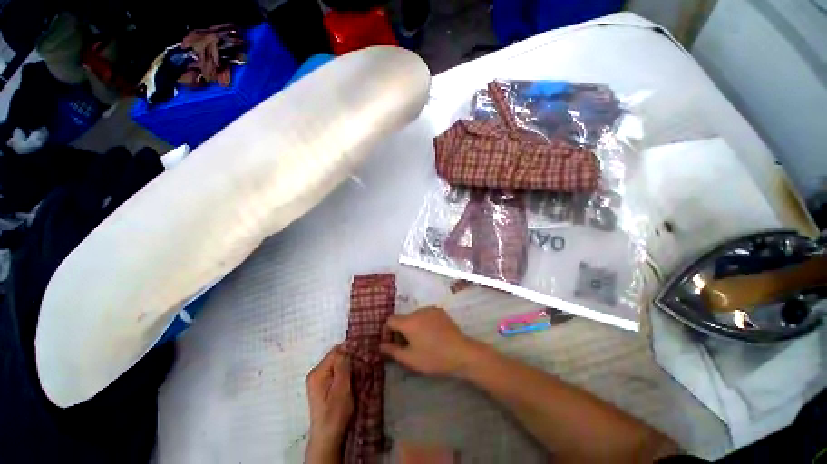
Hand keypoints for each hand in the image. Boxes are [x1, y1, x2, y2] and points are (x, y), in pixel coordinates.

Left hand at [306, 345, 352, 462]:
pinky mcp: (323, 385)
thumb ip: (343, 365)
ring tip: (359, 372)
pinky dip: (345, 372)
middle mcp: (316, 372)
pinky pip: (335, 371)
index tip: (363, 355)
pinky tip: (351, 379)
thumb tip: (347, 345)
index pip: (336, 351)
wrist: (327, 437)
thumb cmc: (335, 413)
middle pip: (336, 356)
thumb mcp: (341, 388)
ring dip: (348, 366)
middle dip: (350, 358)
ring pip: (337, 363)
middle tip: (363, 365)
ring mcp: (318, 379)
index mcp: (318, 372)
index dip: (350, 351)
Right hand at [379, 306, 481, 376]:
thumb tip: (381, 345)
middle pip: (403, 318)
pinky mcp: (440, 311)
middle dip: (401, 330)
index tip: (391, 343)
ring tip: (421, 341)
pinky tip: (431, 335)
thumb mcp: (410, 359)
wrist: (460, 352)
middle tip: (407, 346)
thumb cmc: (433, 357)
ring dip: (413, 326)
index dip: (387, 331)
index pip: (390, 320)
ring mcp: (430, 309)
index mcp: (408, 321)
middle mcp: (418, 311)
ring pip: (414, 316)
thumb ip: (392, 351)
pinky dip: (423, 322)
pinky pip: (425, 315)